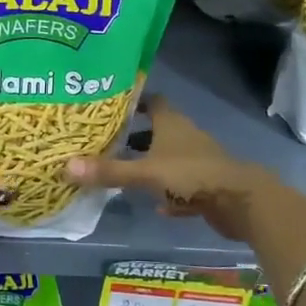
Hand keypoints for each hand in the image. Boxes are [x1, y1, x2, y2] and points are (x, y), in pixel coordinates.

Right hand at [66, 95, 269, 241]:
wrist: (240, 201)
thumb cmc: (191, 175)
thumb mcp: (145, 173)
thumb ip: (109, 171)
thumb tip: (65, 166)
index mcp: (171, 122)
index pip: (151, 101)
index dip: (132, 101)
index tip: (110, 106)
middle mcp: (185, 135)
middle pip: (158, 129)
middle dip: (135, 135)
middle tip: (107, 141)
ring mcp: (198, 160)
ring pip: (169, 157)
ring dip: (151, 163)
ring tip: (124, 172)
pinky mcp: (206, 185)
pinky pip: (182, 185)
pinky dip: (169, 192)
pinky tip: (156, 205)